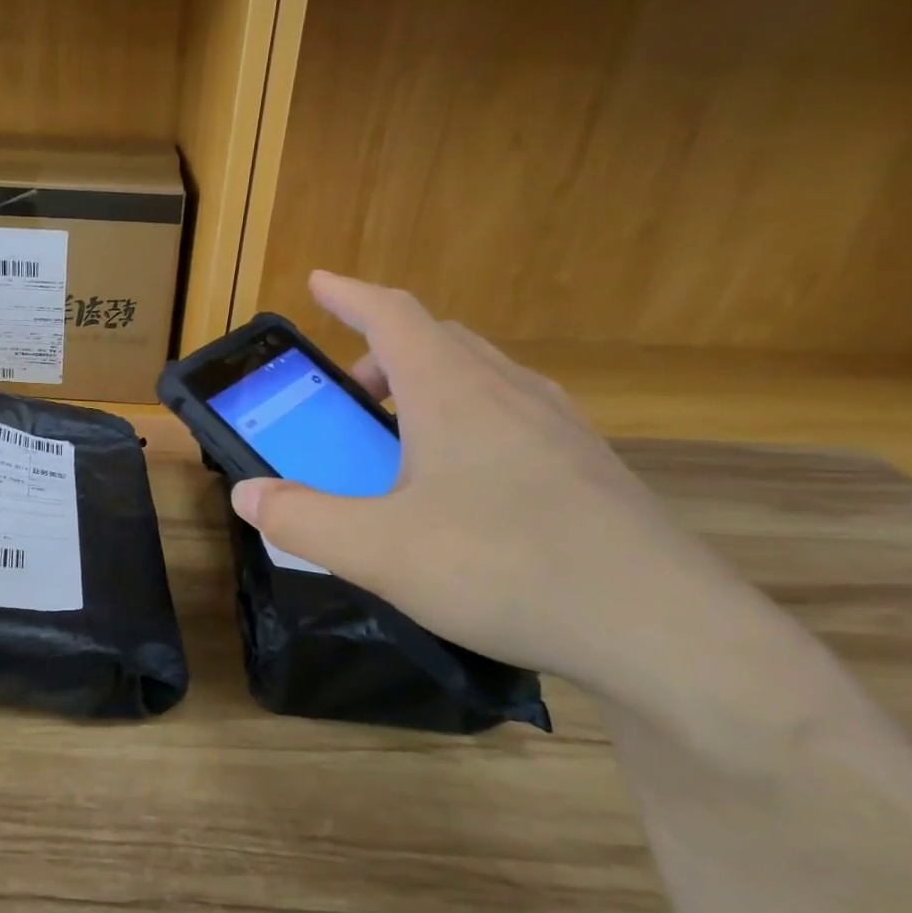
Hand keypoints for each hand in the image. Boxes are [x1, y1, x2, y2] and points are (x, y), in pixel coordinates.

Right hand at [231, 273, 762, 708]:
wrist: (665, 631)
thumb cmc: (505, 569)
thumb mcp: (377, 551)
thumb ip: (301, 519)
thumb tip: (247, 495)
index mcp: (453, 393)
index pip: (393, 314)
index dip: (349, 293)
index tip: (318, 282)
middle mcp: (510, 392)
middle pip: (438, 339)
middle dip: (382, 351)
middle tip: (350, 395)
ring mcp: (560, 426)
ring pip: (481, 375)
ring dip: (428, 385)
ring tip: (401, 439)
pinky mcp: (590, 465)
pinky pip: (514, 412)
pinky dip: (470, 418)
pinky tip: (464, 482)